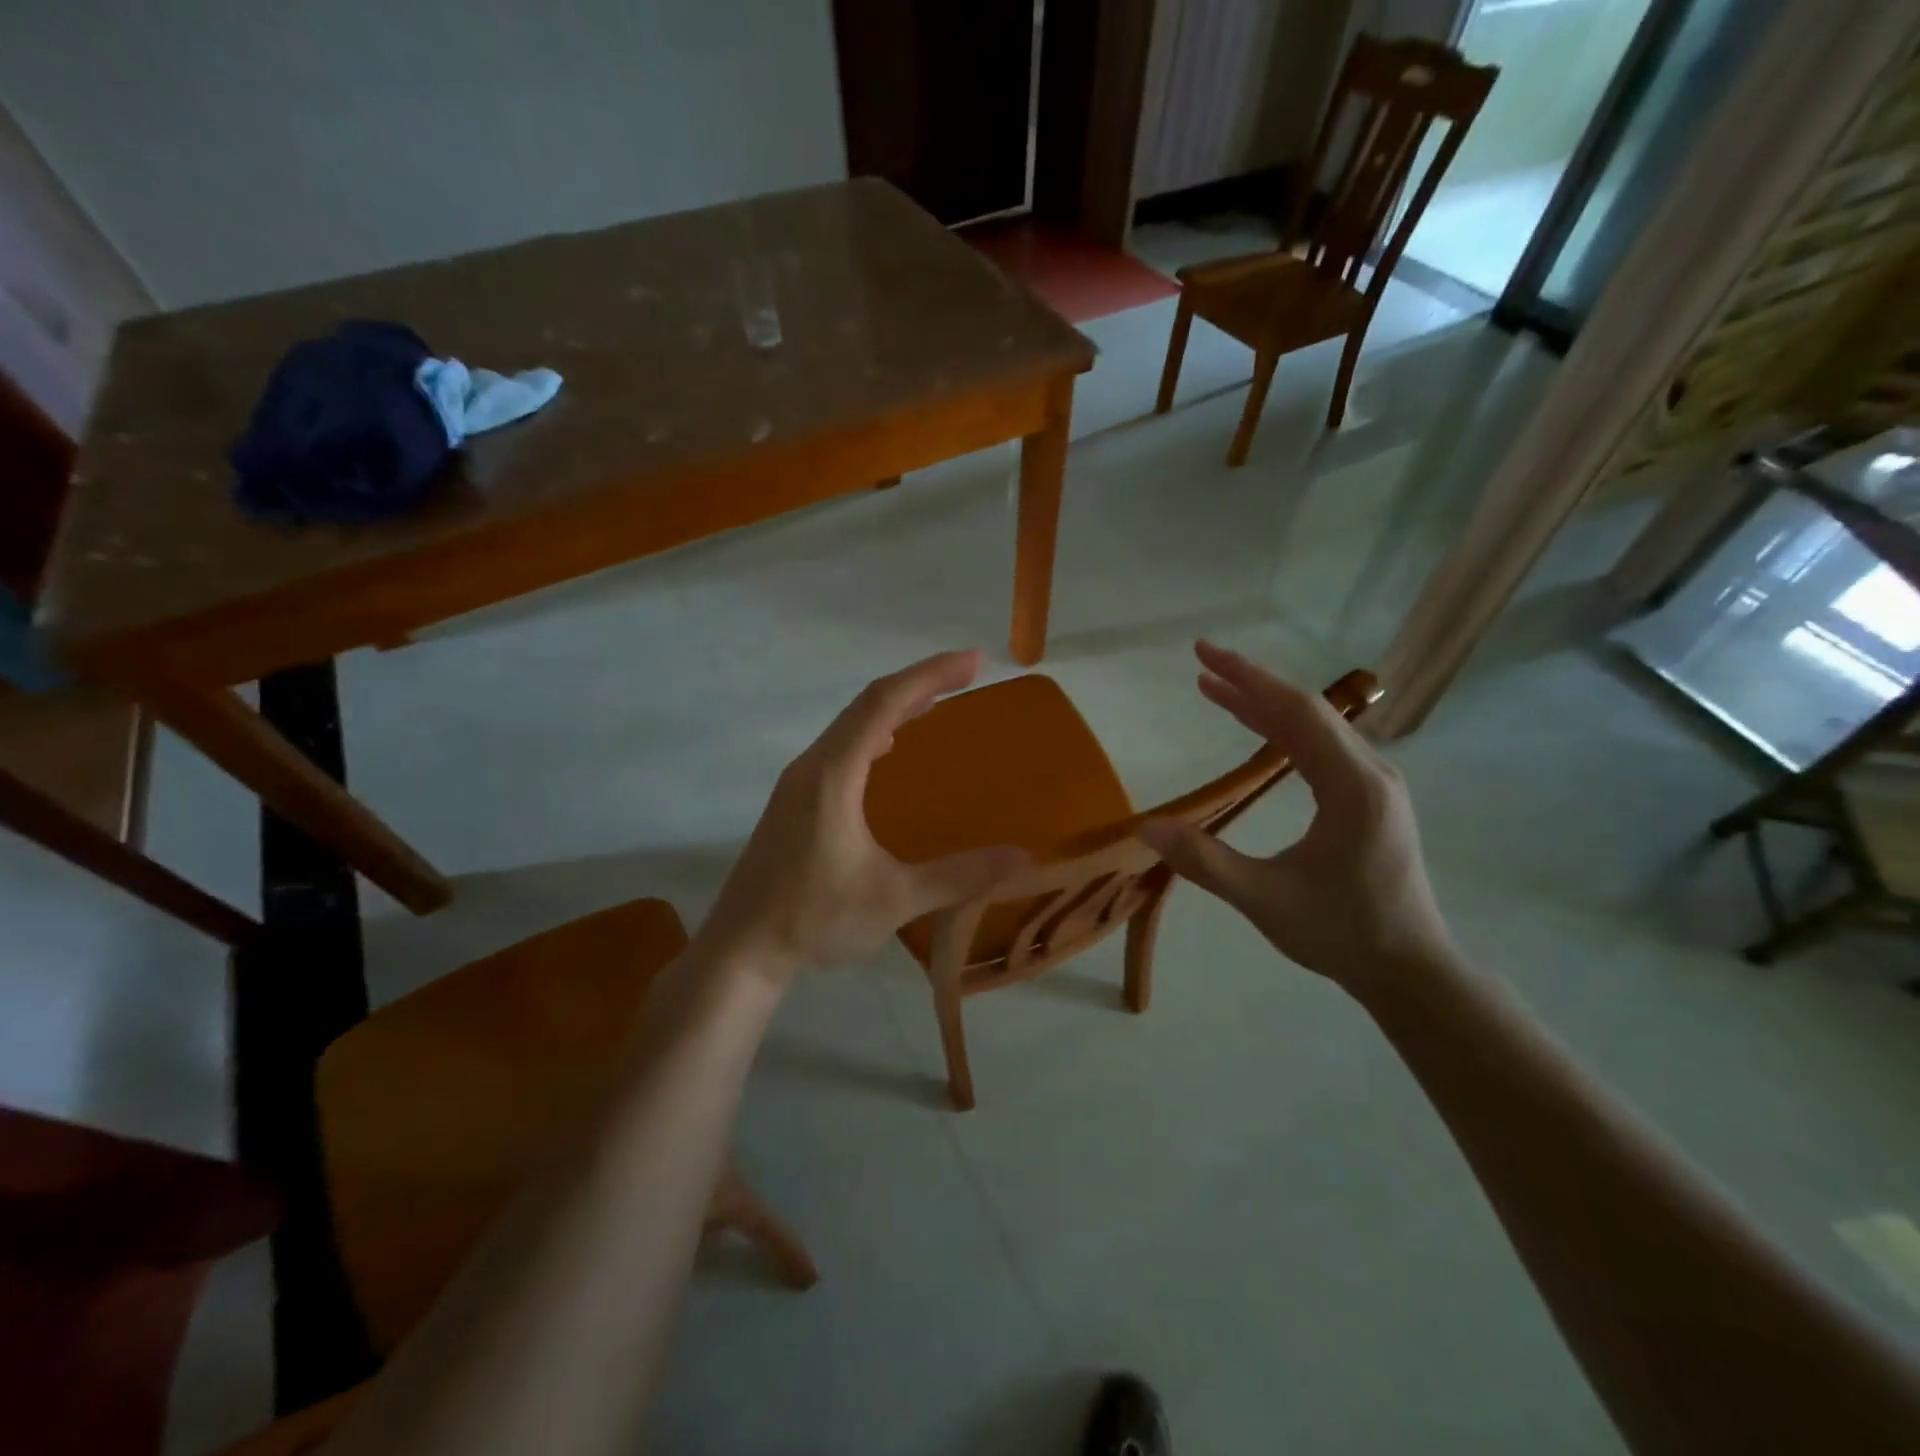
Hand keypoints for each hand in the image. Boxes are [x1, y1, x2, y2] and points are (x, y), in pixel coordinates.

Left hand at [696, 650, 1030, 982]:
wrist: (741, 950)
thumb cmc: (814, 918)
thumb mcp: (894, 898)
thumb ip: (958, 876)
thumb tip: (1023, 858)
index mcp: (833, 774)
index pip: (884, 703)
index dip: (930, 675)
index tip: (973, 662)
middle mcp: (812, 766)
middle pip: (867, 704)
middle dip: (919, 683)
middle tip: (966, 674)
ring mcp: (798, 783)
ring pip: (850, 725)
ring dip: (894, 706)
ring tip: (936, 702)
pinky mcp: (794, 802)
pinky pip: (840, 747)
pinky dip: (873, 732)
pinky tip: (889, 750)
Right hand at [1138, 642, 1454, 992]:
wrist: (1409, 968)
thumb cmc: (1341, 933)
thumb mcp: (1265, 900)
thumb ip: (1205, 862)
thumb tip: (1145, 827)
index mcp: (1353, 788)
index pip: (1298, 713)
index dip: (1248, 680)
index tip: (1203, 657)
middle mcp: (1371, 772)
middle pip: (1307, 710)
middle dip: (1251, 682)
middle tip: (1200, 662)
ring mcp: (1374, 783)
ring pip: (1315, 726)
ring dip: (1264, 704)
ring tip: (1214, 689)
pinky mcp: (1369, 796)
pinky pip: (1322, 747)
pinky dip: (1282, 729)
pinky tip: (1256, 728)